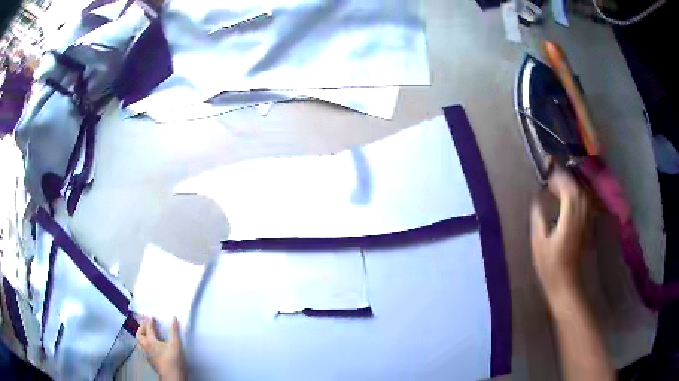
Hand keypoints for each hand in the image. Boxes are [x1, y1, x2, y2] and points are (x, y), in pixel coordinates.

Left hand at [136, 317, 186, 380]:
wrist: (172, 376)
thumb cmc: (173, 360)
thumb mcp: (175, 345)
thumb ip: (174, 331)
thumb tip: (173, 318)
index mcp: (151, 341)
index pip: (148, 328)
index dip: (149, 321)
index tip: (151, 316)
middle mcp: (146, 346)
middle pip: (139, 334)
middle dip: (141, 328)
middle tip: (146, 324)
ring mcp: (146, 354)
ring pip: (139, 342)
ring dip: (141, 336)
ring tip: (145, 334)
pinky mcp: (149, 360)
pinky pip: (142, 349)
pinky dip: (144, 344)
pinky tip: (149, 346)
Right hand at [531, 167, 588, 302]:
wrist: (570, 286)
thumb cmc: (552, 268)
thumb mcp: (539, 244)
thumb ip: (538, 218)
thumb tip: (537, 199)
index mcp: (571, 216)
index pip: (568, 186)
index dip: (557, 177)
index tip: (546, 174)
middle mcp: (584, 213)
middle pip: (578, 186)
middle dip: (565, 178)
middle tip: (550, 179)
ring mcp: (589, 219)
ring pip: (584, 193)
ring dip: (572, 185)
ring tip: (559, 187)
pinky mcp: (590, 226)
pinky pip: (586, 202)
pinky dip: (577, 195)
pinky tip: (569, 200)